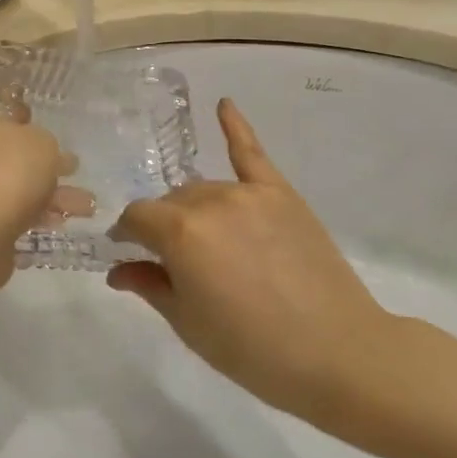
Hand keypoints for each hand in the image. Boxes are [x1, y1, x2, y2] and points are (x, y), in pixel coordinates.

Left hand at [0, 93, 76, 268]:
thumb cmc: (5, 168)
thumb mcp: (42, 143)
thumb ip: (43, 142)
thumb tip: (43, 152)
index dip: (10, 114)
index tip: (35, 127)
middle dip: (33, 163)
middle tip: (67, 171)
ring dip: (39, 194)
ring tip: (81, 208)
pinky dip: (23, 216)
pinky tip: (56, 226)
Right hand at [110, 99, 439, 441]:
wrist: (337, 353)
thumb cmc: (252, 350)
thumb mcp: (188, 324)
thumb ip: (150, 285)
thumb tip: (118, 270)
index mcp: (179, 233)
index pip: (137, 218)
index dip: (128, 237)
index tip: (130, 257)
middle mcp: (210, 201)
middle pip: (171, 201)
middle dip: (162, 226)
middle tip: (175, 263)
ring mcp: (250, 193)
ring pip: (204, 187)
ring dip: (193, 208)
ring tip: (206, 241)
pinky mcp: (283, 194)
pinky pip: (252, 153)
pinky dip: (235, 127)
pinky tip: (223, 104)